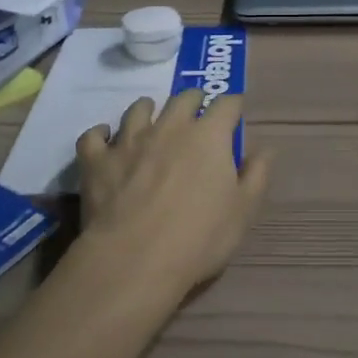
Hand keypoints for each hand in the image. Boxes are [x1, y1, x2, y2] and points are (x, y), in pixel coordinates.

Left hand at [75, 90, 271, 302]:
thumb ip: (256, 175)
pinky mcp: (97, 160)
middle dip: (193, 100)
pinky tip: (104, 139)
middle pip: (183, 98)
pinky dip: (100, 134)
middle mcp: (170, 126)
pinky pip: (93, 136)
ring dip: (147, 109)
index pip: (226, 104)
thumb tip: (265, 149)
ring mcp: (129, 140)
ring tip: (150, 117)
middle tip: (196, 113)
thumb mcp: (243, 211)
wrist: (136, 259)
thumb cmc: (199, 238)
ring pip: (138, 109)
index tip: (234, 114)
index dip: (232, 106)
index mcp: (209, 136)